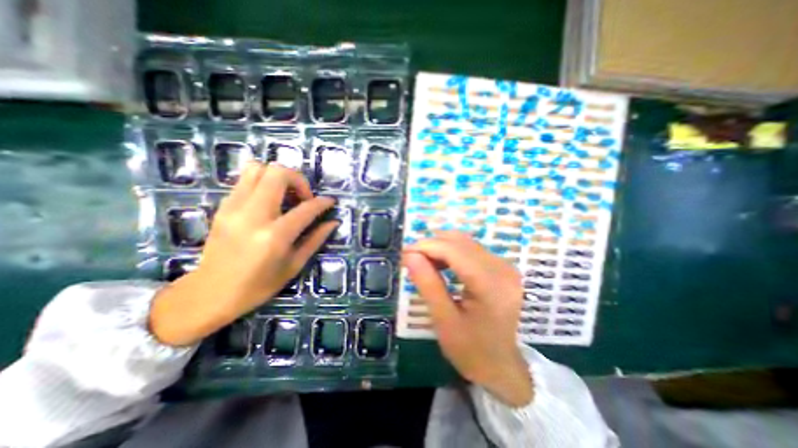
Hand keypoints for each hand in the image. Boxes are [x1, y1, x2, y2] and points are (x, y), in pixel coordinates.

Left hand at [148, 162, 335, 346]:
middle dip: (298, 180)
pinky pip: (245, 180)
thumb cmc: (258, 285)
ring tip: (285, 196)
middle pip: (278, 173)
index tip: (330, 201)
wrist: (210, 294)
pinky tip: (269, 202)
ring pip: (257, 168)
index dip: (323, 202)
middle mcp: (253, 215)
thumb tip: (333, 222)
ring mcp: (233, 208)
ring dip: (278, 177)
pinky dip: (263, 183)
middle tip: (303, 198)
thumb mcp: (294, 265)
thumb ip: (315, 239)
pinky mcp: (223, 207)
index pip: (306, 208)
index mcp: (275, 236)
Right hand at [406, 233, 527, 406]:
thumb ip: (427, 284)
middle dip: (432, 245)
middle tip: (412, 260)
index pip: (453, 250)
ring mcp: (504, 266)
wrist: (502, 367)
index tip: (404, 253)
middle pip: (460, 241)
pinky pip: (471, 249)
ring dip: (441, 247)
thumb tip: (409, 255)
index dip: (426, 246)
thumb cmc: (471, 350)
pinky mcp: (501, 267)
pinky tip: (441, 265)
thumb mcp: (444, 320)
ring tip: (424, 263)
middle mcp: (502, 268)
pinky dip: (452, 252)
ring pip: (465, 242)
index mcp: (491, 284)